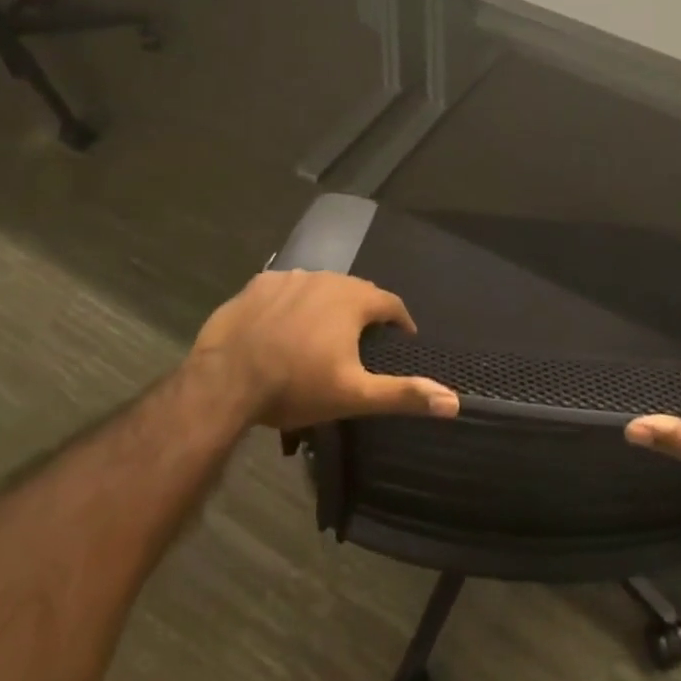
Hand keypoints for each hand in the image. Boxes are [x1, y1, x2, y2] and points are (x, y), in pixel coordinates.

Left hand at [190, 270, 459, 429]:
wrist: (226, 382)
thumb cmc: (296, 387)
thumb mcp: (355, 396)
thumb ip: (403, 394)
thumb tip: (454, 402)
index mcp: (354, 300)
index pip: (391, 303)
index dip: (400, 322)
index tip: (401, 341)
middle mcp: (326, 278)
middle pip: (356, 292)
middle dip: (364, 313)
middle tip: (361, 343)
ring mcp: (289, 278)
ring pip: (320, 288)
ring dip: (327, 306)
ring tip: (321, 335)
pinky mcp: (257, 285)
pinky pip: (286, 289)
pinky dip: (292, 303)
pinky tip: (283, 326)